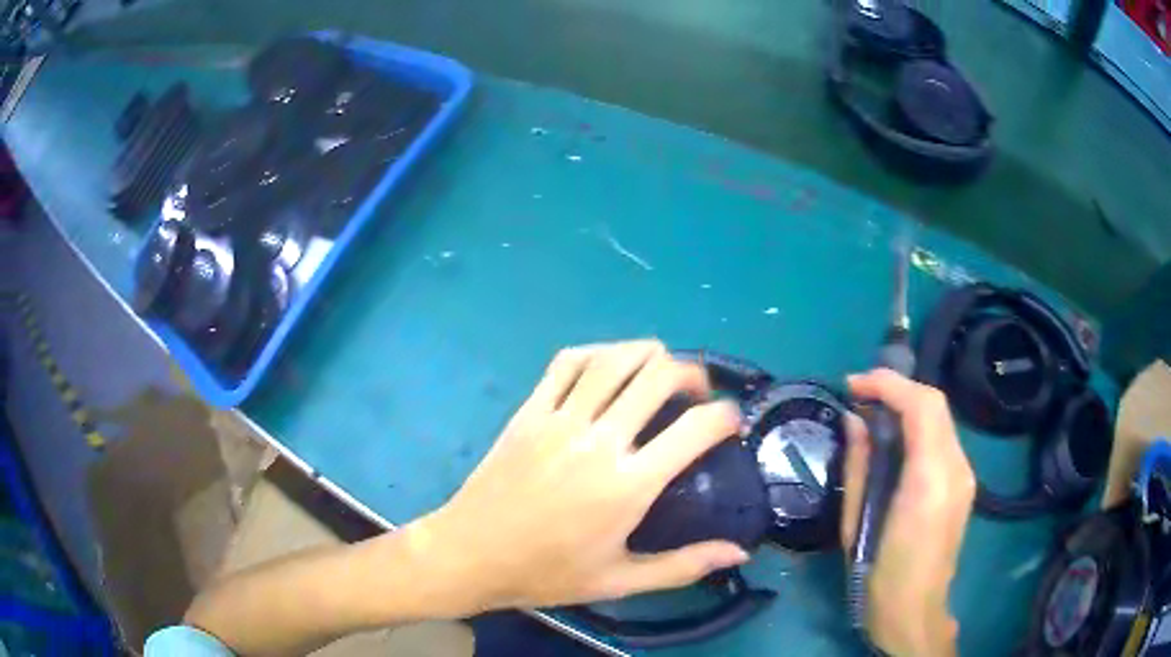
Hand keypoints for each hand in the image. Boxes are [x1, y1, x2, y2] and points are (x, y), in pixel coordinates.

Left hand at [418, 340, 748, 613]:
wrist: (470, 554)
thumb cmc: (546, 574)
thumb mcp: (619, 581)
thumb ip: (683, 566)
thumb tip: (739, 552)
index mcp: (627, 485)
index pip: (696, 429)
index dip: (726, 416)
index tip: (732, 421)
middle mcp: (598, 440)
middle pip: (658, 377)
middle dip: (692, 373)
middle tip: (698, 393)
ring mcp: (559, 419)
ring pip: (614, 360)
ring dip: (649, 354)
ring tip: (662, 369)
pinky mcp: (529, 411)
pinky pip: (567, 363)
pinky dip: (597, 353)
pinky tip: (609, 365)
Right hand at [841, 369, 974, 656]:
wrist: (914, 611)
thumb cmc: (878, 575)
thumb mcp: (857, 524)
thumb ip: (860, 466)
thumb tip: (854, 421)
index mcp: (930, 479)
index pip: (921, 405)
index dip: (888, 384)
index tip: (853, 385)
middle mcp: (956, 468)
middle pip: (935, 403)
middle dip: (897, 388)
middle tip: (860, 394)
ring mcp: (965, 475)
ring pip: (941, 418)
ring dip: (907, 405)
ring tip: (873, 413)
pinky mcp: (963, 484)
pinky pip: (942, 438)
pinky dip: (918, 426)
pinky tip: (895, 440)